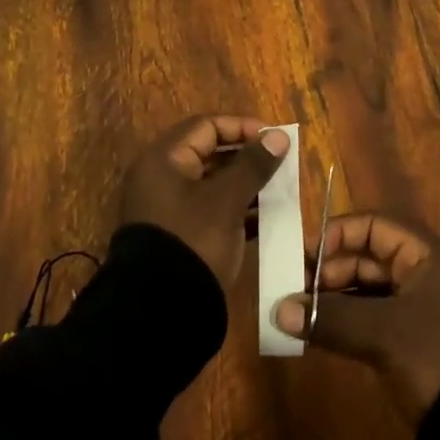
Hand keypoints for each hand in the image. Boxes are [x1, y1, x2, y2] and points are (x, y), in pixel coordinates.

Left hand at [118, 115, 290, 291]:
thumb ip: (253, 165)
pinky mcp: (180, 235)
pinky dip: (237, 209)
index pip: (206, 126)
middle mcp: (161, 178)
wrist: (160, 313)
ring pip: (213, 184)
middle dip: (246, 156)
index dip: (242, 127)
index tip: (274, 138)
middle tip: (280, 163)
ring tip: (279, 189)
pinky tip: (267, 217)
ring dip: (245, 184)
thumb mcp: (226, 201)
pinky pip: (211, 210)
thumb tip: (277, 136)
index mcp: (164, 160)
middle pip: (209, 153)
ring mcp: (169, 209)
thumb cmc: (193, 241)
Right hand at [273, 213, 439, 418]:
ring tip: (297, 314)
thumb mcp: (384, 334)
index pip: (373, 226)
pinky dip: (347, 323)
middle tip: (292, 291)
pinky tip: (318, 334)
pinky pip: (373, 318)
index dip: (336, 235)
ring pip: (368, 290)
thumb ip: (331, 318)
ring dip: (334, 300)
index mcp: (427, 255)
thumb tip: (279, 310)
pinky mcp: (415, 341)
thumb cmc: (439, 357)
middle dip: (328, 272)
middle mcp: (425, 273)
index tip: (302, 256)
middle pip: (368, 258)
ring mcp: (421, 309)